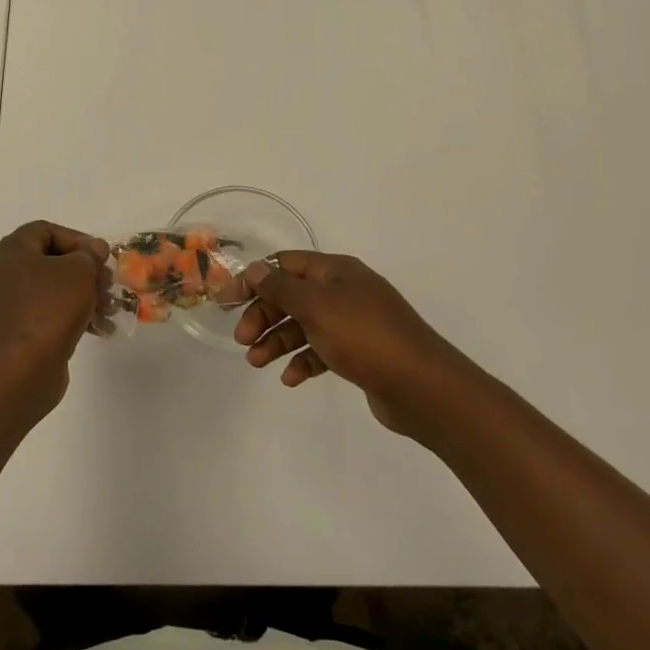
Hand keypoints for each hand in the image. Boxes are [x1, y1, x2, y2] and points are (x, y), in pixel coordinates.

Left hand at [0, 220, 110, 414]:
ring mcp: (8, 306)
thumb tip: (94, 249)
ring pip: (53, 291)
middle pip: (52, 262)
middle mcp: (4, 274)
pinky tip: (100, 331)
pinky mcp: (16, 333)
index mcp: (12, 251)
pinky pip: (48, 316)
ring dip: (86, 297)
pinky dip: (73, 318)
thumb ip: (90, 255)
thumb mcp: (79, 272)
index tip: (100, 257)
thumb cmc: (48, 310)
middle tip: (109, 285)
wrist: (18, 372)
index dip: (77, 239)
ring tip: (110, 312)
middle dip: (86, 273)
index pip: (46, 230)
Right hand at [233, 251, 467, 435]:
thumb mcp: (316, 306)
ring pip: (304, 326)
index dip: (255, 279)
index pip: (286, 264)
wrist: (421, 386)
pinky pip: (322, 351)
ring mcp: (353, 323)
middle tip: (243, 340)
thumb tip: (255, 268)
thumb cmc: (364, 335)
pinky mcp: (359, 353)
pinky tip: (291, 378)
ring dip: (278, 340)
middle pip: (292, 296)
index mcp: (336, 271)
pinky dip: (303, 361)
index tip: (228, 301)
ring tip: (258, 362)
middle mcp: (344, 291)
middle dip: (264, 315)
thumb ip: (281, 287)